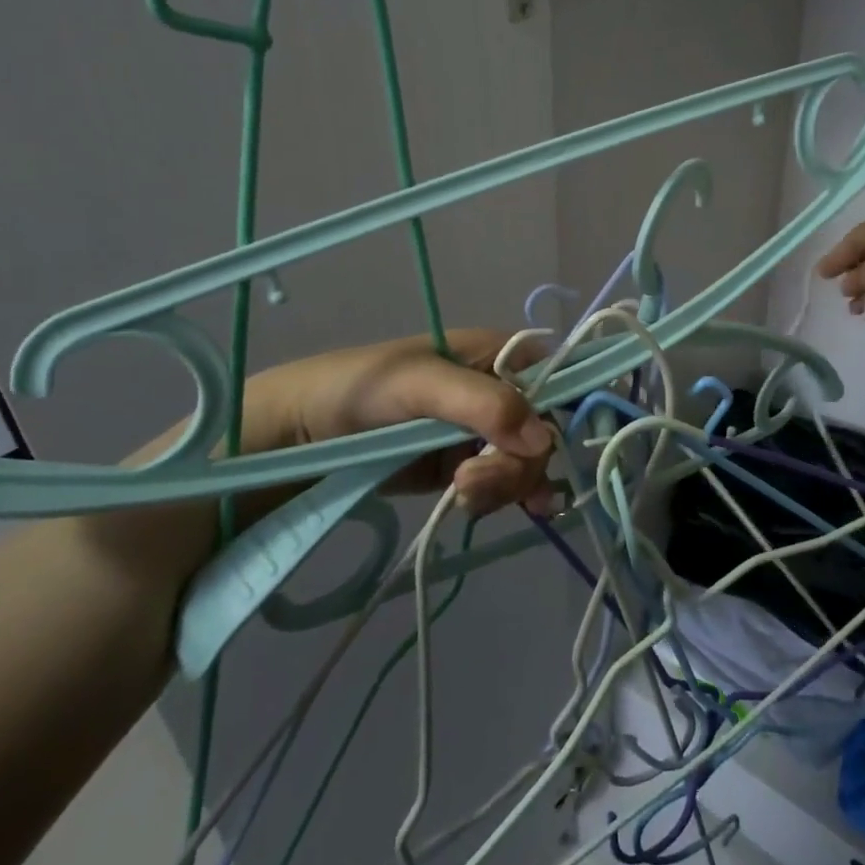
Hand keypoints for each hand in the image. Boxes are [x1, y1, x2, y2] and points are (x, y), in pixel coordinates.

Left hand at [236, 328, 554, 514]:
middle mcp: (498, 389)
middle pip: (544, 429)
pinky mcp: (464, 463)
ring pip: (527, 461)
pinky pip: (505, 481)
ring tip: (464, 496)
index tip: (546, 450)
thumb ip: (482, 404)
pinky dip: (512, 497)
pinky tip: (517, 512)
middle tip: (473, 482)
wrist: (301, 437)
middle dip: (519, 462)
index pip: (557, 377)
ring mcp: (482, 429)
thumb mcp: (420, 385)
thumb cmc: (360, 390)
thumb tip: (544, 439)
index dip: (564, 410)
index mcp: (497, 353)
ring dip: (508, 485)